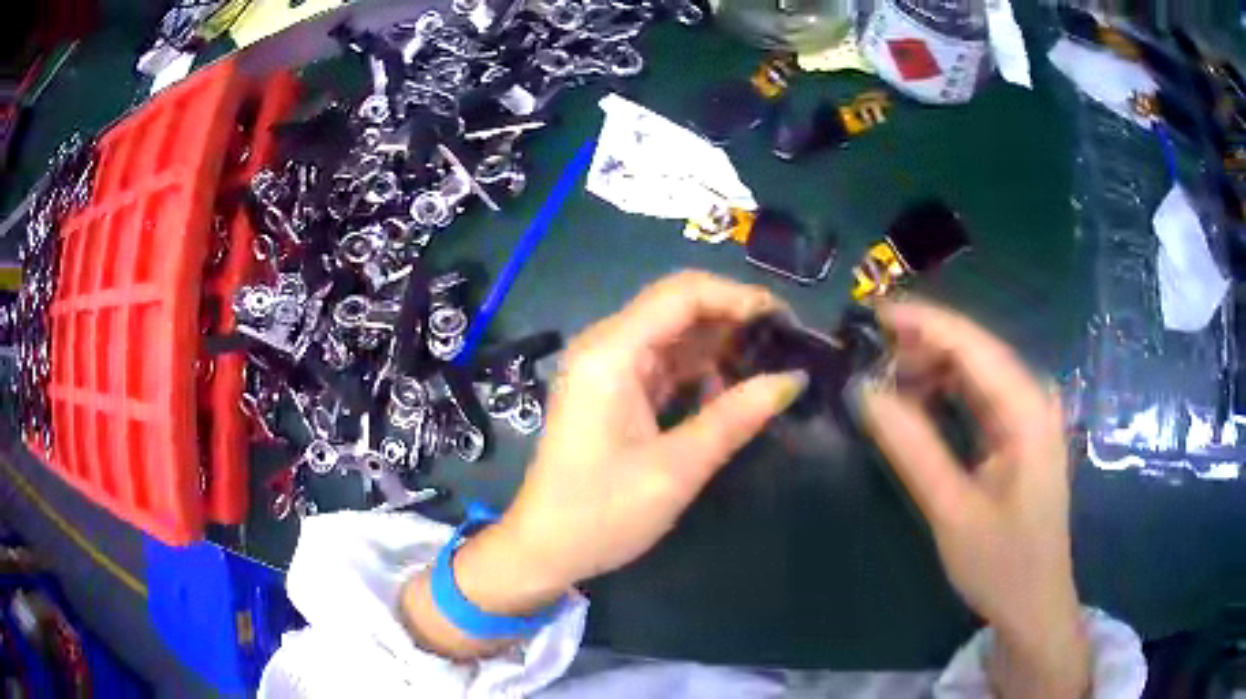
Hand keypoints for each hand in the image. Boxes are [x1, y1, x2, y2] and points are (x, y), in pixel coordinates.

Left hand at [402, 271, 806, 657]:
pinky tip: (734, 387)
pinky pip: (664, 363)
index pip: (682, 294)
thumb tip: (794, 380)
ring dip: (721, 344)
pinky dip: (700, 370)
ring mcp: (607, 368)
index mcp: (611, 352)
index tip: (787, 321)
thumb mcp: (676, 469)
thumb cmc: (602, 513)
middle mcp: (606, 346)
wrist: (544, 549)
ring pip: (674, 334)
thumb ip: (735, 417)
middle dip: (734, 318)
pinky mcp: (613, 390)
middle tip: (787, 343)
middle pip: (678, 306)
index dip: (739, 297)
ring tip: (771, 363)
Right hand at [858, 300, 1089, 698]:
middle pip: (976, 352)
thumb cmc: (1001, 564)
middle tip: (870, 355)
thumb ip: (912, 448)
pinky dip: (946, 394)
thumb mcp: (952, 511)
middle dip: (923, 346)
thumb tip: (865, 393)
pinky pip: (981, 397)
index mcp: (1027, 411)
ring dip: (932, 370)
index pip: (973, 345)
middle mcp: (1034, 400)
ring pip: (977, 372)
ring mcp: (1030, 416)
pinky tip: (917, 403)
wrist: (1034, 604)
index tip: (873, 312)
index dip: (923, 322)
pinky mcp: (1021, 434)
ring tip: (885, 380)